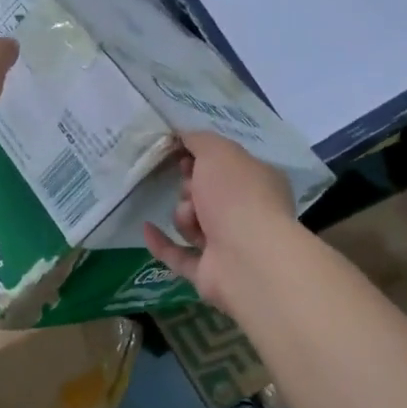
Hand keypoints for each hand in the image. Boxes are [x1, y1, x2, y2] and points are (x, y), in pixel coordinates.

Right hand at [142, 131, 296, 315]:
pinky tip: (147, 228)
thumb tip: (182, 134)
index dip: (201, 159)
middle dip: (190, 189)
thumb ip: (199, 140)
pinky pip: (177, 255)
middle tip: (192, 189)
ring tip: (191, 218)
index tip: (182, 155)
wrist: (246, 256)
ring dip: (183, 216)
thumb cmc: (238, 195)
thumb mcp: (219, 151)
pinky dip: (162, 243)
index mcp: (258, 183)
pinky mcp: (209, 273)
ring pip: (191, 223)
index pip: (225, 166)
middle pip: (205, 194)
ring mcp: (229, 246)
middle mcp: (248, 214)